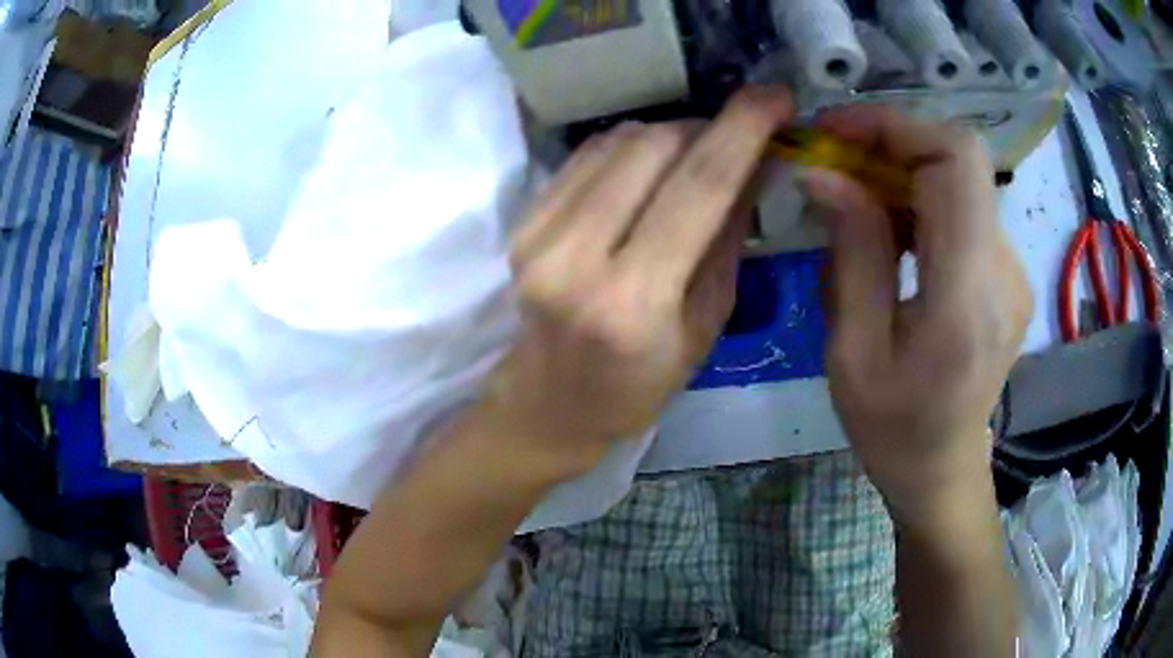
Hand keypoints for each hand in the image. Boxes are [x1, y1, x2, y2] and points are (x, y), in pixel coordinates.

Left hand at [477, 88, 793, 475]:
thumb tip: (753, 166)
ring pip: (618, 141)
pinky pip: (587, 155)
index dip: (743, 130)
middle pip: (653, 148)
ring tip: (693, 158)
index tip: (775, 97)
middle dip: (706, 128)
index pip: (698, 188)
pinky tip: (648, 168)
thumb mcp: (704, 329)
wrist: (545, 404)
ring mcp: (538, 235)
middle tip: (734, 140)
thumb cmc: (635, 387)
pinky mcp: (522, 222)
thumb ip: (728, 241)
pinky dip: (629, 147)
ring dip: (669, 135)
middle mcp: (576, 258)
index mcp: (633, 303)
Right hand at [802, 105, 1031, 525]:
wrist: (943, 469)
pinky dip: (919, 201)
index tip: (835, 132)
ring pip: (959, 180)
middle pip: (958, 159)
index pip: (957, 160)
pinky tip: (890, 233)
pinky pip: (963, 209)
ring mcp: (1011, 270)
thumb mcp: (851, 352)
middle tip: (833, 163)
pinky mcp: (1006, 272)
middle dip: (890, 144)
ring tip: (853, 204)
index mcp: (967, 296)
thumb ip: (851, 255)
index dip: (896, 126)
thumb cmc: (891, 429)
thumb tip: (825, 175)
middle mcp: (1004, 270)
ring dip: (901, 174)